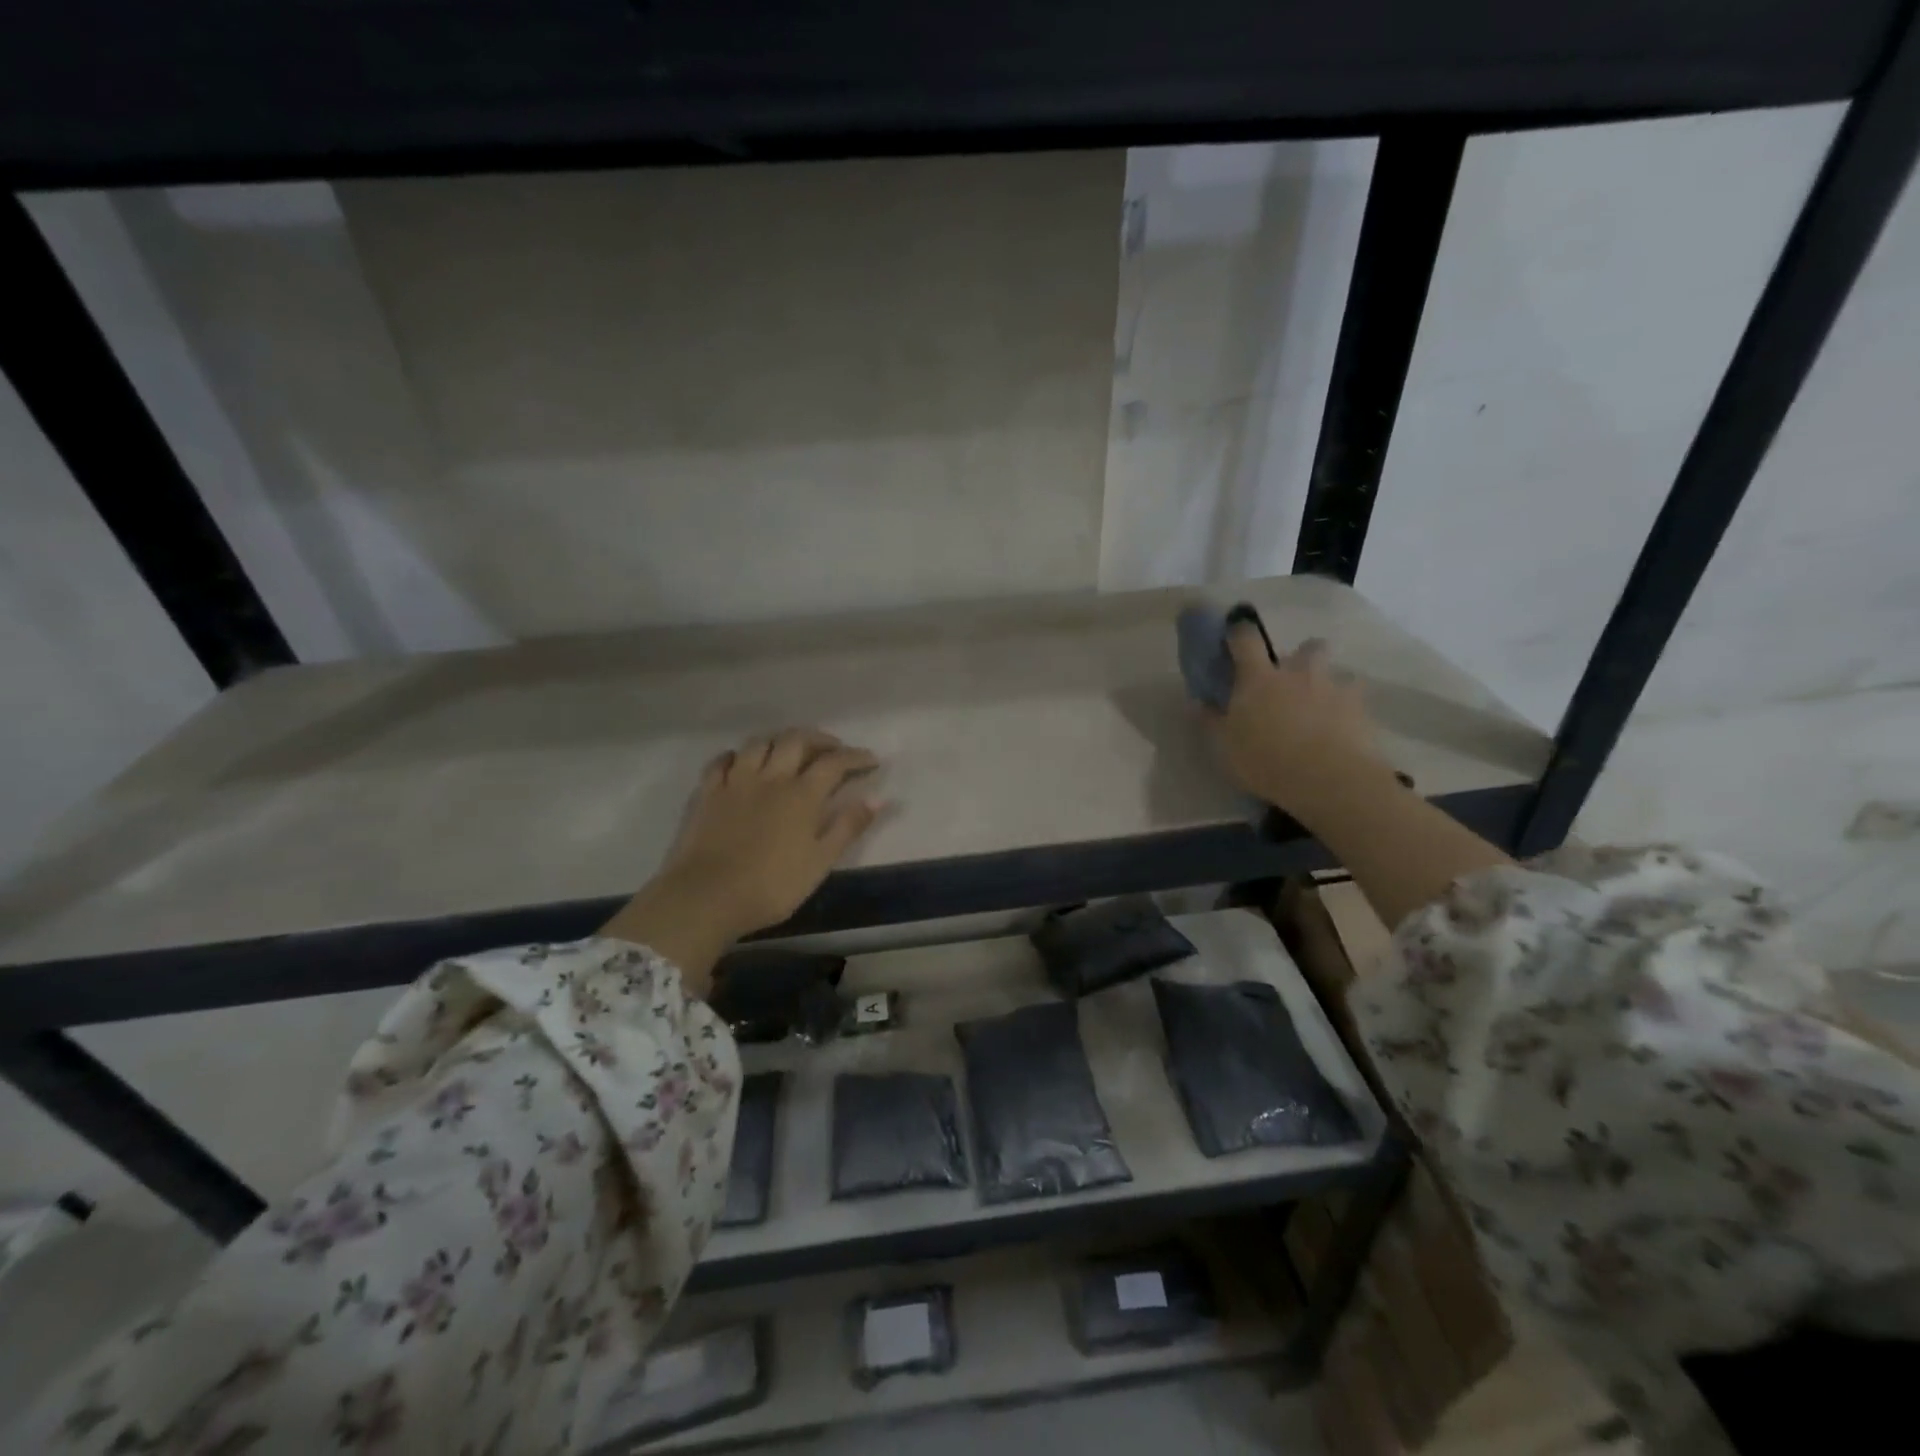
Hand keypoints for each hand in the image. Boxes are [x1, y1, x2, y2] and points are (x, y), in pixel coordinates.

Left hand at [601, 729, 883, 990]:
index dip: (855, 757)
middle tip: (833, 749)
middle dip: (819, 739)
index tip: (872, 761)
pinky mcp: (708, 792)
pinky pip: (722, 761)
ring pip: (759, 743)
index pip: (834, 762)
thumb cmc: (771, 886)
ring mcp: (736, 781)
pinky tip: (741, 762)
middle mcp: (771, 777)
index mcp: (802, 794)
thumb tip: (878, 798)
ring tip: (790, 750)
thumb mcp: (820, 862)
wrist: (706, 897)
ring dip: (780, 740)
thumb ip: (848, 826)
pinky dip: (737, 756)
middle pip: (796, 740)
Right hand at [1205, 627, 1389, 819]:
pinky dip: (1348, 708)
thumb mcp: (1225, 747)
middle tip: (1292, 679)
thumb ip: (1212, 721)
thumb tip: (1199, 702)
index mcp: (1259, 678)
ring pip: (1335, 672)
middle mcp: (1298, 673)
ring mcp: (1333, 688)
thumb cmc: (1266, 760)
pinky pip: (1355, 699)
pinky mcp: (1361, 709)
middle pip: (1307, 646)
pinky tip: (1342, 727)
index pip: (1246, 639)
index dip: (1239, 631)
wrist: (1328, 779)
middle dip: (1301, 656)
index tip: (1235, 633)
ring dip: (1326, 682)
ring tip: (1321, 706)